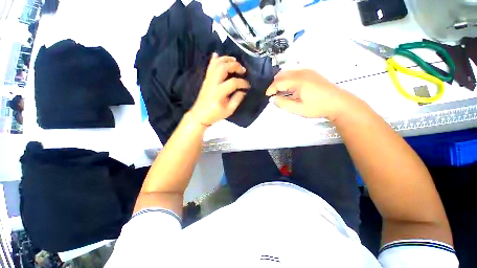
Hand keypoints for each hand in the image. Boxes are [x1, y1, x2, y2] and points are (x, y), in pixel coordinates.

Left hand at [190, 54, 250, 125]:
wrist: (199, 115)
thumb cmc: (215, 114)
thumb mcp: (229, 110)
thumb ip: (237, 100)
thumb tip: (243, 91)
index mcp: (219, 93)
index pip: (233, 83)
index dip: (242, 83)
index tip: (248, 85)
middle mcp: (213, 83)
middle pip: (223, 68)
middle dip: (235, 66)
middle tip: (243, 69)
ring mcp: (208, 80)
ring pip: (216, 64)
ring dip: (226, 59)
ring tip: (235, 60)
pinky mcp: (206, 80)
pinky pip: (209, 67)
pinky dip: (214, 59)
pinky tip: (218, 55)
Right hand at [265, 69, 353, 120]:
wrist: (339, 103)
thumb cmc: (318, 107)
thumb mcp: (298, 109)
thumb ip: (283, 104)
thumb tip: (272, 99)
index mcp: (298, 81)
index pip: (278, 82)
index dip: (271, 89)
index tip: (267, 96)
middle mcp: (301, 72)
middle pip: (282, 74)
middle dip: (274, 84)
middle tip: (273, 94)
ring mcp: (307, 71)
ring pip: (288, 71)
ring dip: (281, 80)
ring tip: (279, 91)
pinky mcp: (311, 72)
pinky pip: (295, 71)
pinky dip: (288, 77)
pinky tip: (289, 86)